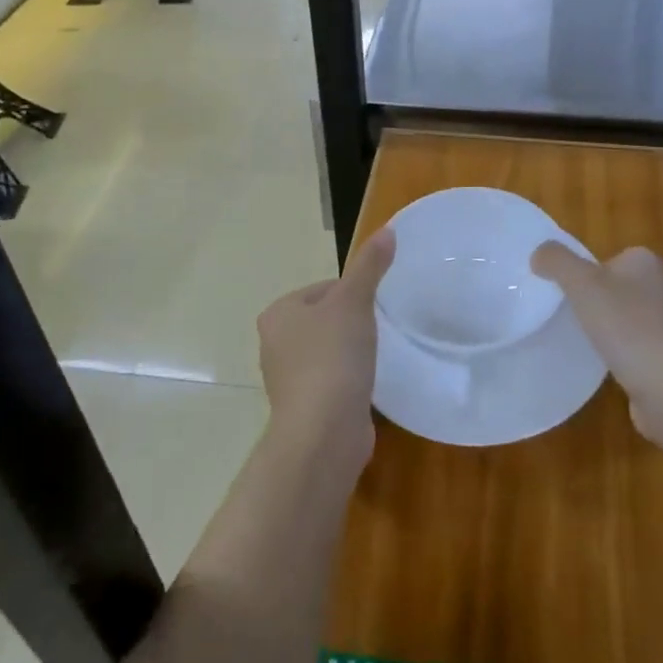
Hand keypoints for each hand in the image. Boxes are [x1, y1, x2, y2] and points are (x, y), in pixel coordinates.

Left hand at [256, 227, 394, 466]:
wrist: (323, 433)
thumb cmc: (333, 357)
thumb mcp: (354, 301)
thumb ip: (370, 266)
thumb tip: (388, 229)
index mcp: (278, 313)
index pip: (323, 289)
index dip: (354, 293)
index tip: (376, 307)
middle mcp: (275, 344)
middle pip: (325, 320)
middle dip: (352, 324)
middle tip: (379, 332)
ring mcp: (288, 380)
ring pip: (328, 352)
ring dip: (350, 354)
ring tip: (375, 358)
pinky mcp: (305, 408)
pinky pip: (332, 382)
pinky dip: (349, 381)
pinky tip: (367, 386)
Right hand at [531, 243, 662, 453]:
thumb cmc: (628, 328)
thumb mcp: (582, 284)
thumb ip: (557, 261)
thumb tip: (539, 254)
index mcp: (646, 262)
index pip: (605, 258)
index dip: (581, 274)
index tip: (563, 295)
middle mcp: (662, 286)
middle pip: (612, 287)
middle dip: (590, 301)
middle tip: (566, 318)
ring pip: (621, 317)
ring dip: (603, 328)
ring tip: (581, 342)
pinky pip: (632, 345)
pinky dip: (616, 352)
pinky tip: (603, 364)